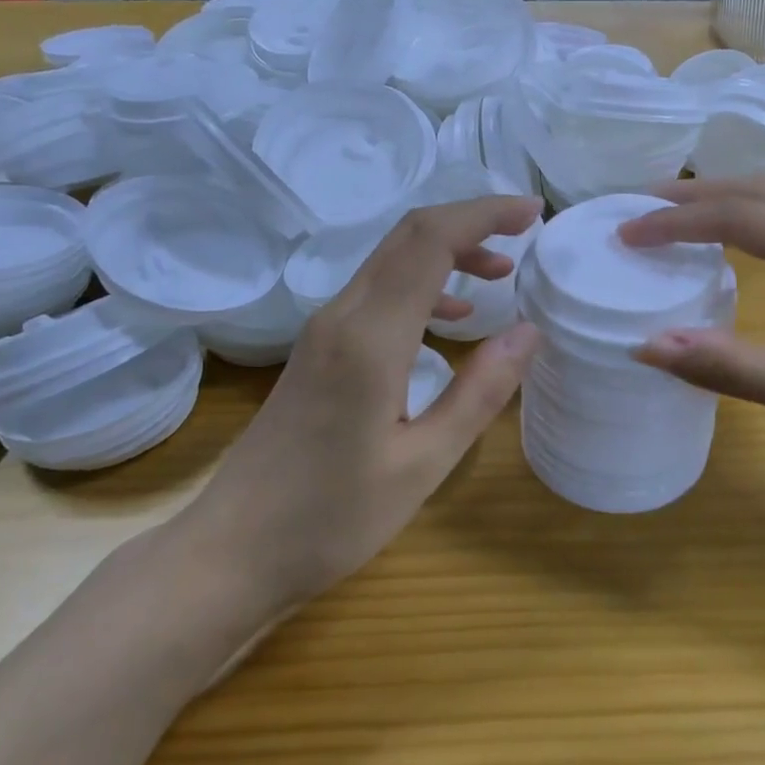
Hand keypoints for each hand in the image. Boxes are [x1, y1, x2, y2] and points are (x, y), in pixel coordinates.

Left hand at [173, 197, 543, 671]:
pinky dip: (423, 284)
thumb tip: (528, 331)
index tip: (533, 213)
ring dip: (448, 251)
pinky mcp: (317, 350)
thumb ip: (479, 393)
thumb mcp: (422, 464)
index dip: (484, 214)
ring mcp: (323, 330)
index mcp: (370, 337)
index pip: (431, 240)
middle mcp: (342, 316)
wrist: (231, 551)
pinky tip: (453, 318)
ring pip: (392, 260)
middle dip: (470, 220)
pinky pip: (378, 292)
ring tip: (500, 271)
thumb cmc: (331, 518)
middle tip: (525, 229)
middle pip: (409, 235)